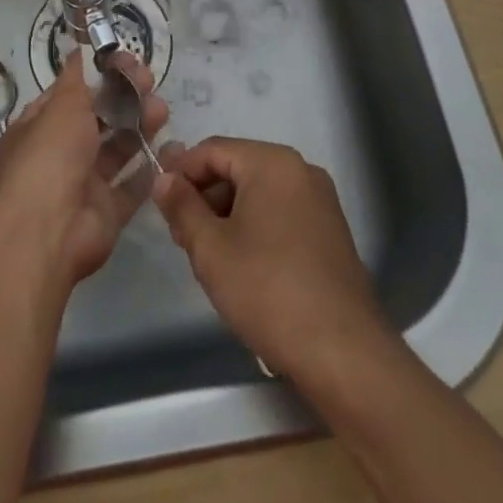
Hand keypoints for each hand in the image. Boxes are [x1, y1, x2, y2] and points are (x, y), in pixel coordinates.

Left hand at [0, 49, 168, 291]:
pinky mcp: (107, 211)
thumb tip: (78, 50)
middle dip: (124, 98)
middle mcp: (59, 154)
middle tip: (149, 80)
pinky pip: (132, 186)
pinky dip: (150, 167)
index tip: (124, 61)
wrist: (49, 232)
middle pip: (97, 120)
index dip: (96, 76)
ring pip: (117, 149)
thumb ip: (76, 78)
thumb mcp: (62, 105)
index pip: (70, 94)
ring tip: (162, 109)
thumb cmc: (50, 156)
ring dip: (140, 126)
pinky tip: (172, 147)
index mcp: (39, 127)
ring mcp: (83, 184)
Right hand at [151, 137, 390, 380]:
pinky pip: (281, 211)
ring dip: (227, 213)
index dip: (180, 171)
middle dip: (204, 196)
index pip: (213, 150)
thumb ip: (182, 207)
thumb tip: (163, 178)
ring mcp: (320, 200)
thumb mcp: (211, 249)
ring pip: (259, 192)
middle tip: (180, 234)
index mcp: (272, 162)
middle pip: (237, 167)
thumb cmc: (268, 291)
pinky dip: (255, 225)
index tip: (159, 201)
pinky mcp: (330, 230)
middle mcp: (300, 170)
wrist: (343, 352)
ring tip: (206, 253)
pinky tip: (241, 263)